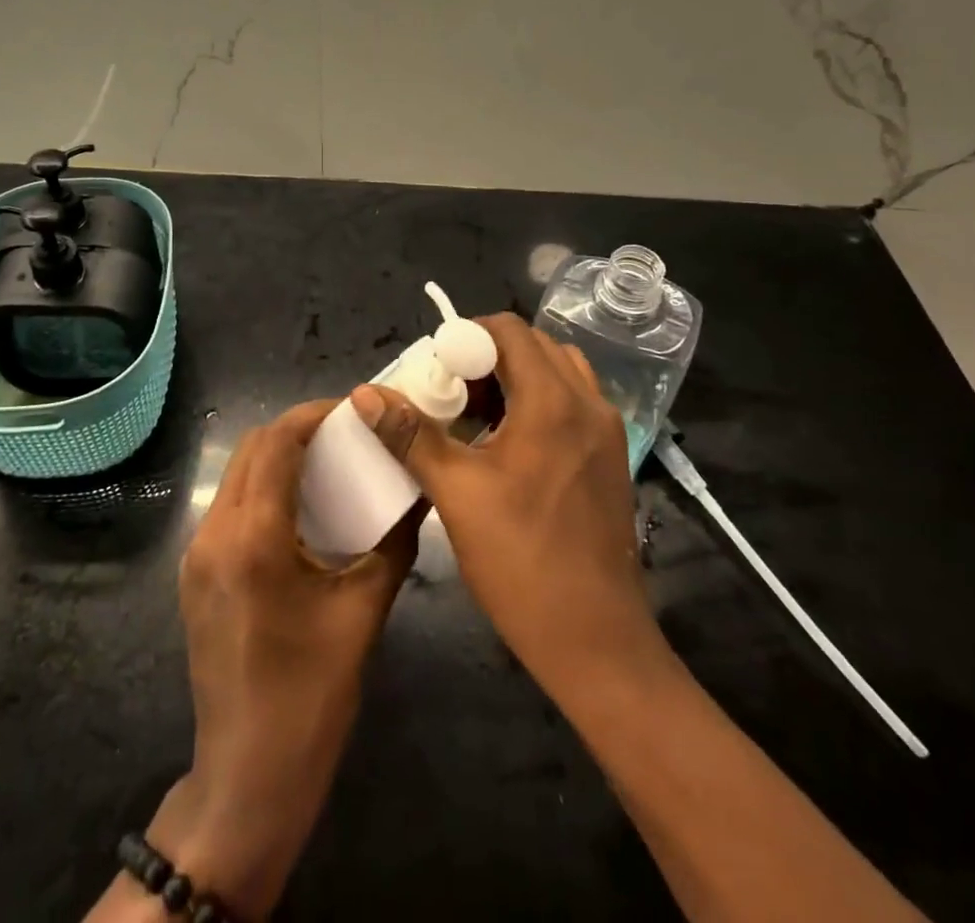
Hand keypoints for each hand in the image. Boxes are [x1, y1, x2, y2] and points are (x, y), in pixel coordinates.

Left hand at [151, 396, 419, 917]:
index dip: (313, 415)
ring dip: (277, 457)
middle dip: (296, 430)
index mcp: (253, 538)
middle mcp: (214, 533)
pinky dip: (262, 488)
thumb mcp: (363, 615)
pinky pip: (229, 506)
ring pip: (236, 475)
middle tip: (345, 436)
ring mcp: (196, 554)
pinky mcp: (195, 574)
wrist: (246, 778)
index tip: (352, 411)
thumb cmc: (310, 698)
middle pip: (250, 449)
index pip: (276, 442)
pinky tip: (298, 508)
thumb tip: (418, 497)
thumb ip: (392, 546)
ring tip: (326, 464)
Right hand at [374, 313, 672, 699]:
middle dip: (486, 356)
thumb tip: (364, 392)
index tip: (434, 366)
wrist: (597, 642)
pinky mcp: (611, 458)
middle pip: (534, 347)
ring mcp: (607, 432)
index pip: (510, 331)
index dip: (466, 336)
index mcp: (553, 402)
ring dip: (514, 378)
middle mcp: (588, 404)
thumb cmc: (521, 562)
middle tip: (448, 391)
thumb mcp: (457, 493)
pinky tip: (506, 444)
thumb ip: (410, 435)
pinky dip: (537, 402)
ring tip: (474, 415)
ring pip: (556, 373)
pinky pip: (572, 403)